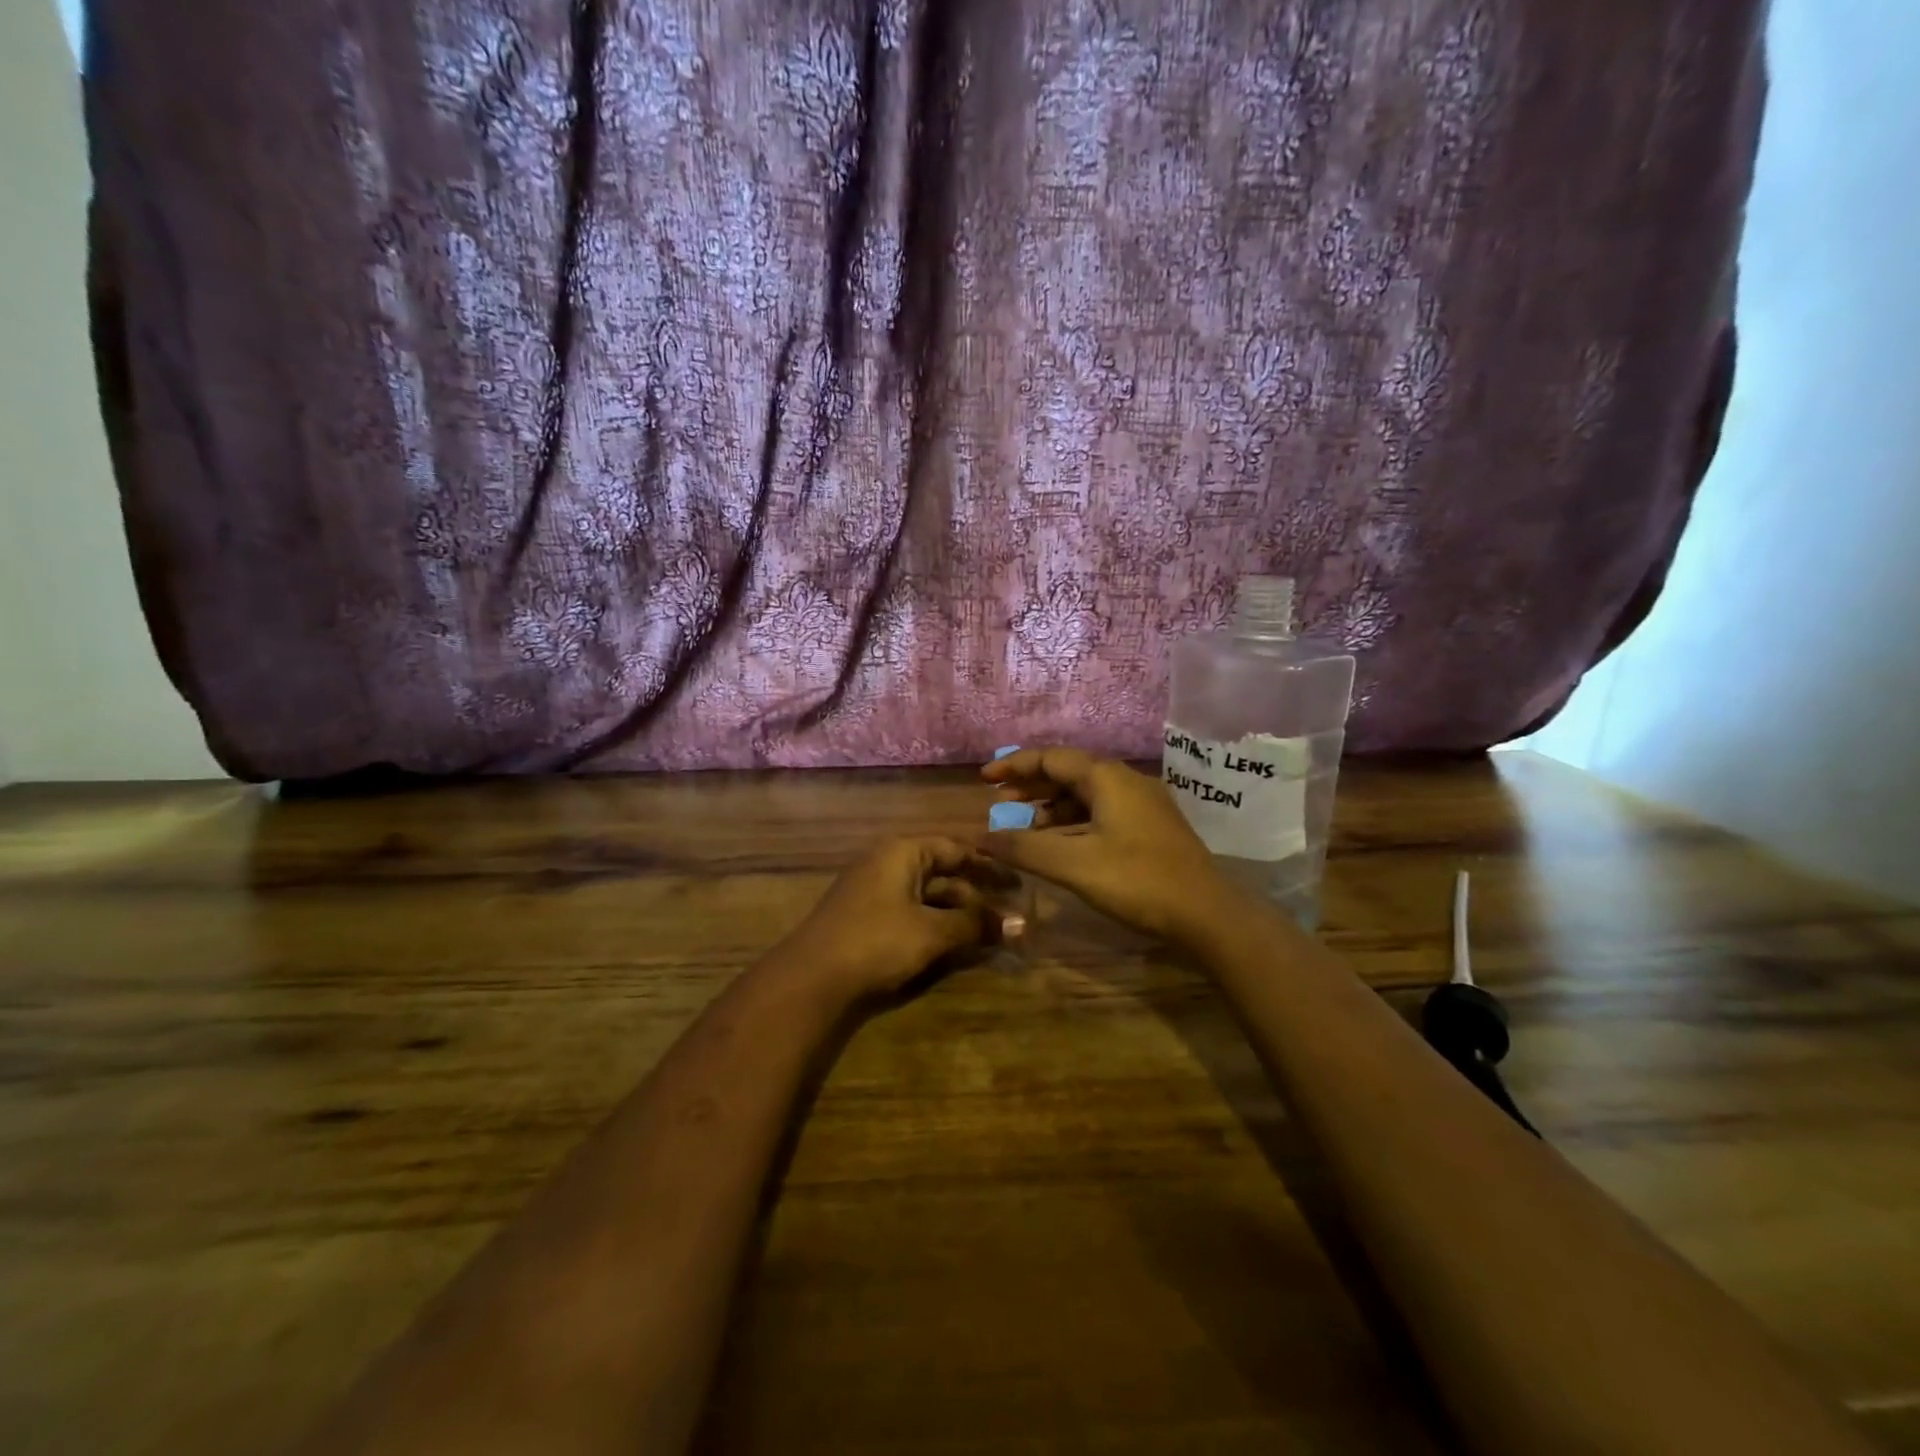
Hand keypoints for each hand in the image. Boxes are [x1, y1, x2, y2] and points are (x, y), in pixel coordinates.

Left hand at [773, 836, 1016, 1004]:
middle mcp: (887, 864)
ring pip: (927, 896)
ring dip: (958, 913)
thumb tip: (1021, 924)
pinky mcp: (866, 921)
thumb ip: (976, 925)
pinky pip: (911, 914)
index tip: (1018, 882)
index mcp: (902, 852)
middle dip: (975, 893)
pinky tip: (955, 946)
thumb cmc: (877, 942)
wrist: (810, 981)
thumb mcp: (932, 932)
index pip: (954, 848)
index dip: (988, 865)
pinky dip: (936, 926)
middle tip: (1010, 911)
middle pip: (941, 872)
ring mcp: (874, 893)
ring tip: (990, 934)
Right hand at [978, 747, 1231, 942]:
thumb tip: (980, 838)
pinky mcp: (1151, 827)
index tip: (984, 779)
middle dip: (1032, 785)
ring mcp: (1143, 804)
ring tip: (1026, 826)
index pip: (1051, 758)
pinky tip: (1063, 843)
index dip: (1014, 765)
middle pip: (1069, 772)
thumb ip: (1024, 848)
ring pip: (1087, 793)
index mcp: (1107, 778)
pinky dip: (1075, 821)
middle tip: (1000, 803)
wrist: (1207, 914)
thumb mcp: (1073, 865)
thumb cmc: (1137, 881)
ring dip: (1053, 805)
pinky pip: (1103, 811)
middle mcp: (1126, 781)